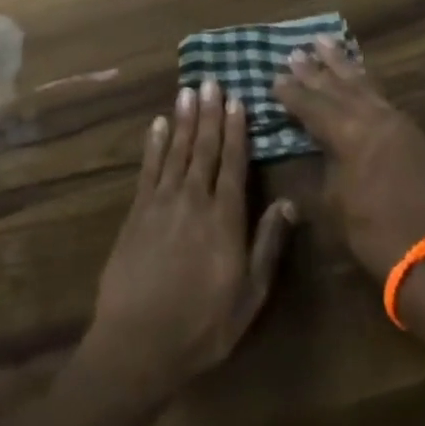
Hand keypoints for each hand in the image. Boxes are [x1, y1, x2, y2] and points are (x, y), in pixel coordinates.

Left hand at [86, 80, 296, 403]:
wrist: (138, 344)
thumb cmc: (203, 325)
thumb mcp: (249, 295)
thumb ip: (267, 246)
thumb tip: (288, 203)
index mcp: (225, 218)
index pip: (233, 163)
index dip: (236, 130)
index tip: (237, 100)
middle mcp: (195, 200)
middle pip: (204, 148)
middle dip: (209, 113)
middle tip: (212, 81)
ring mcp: (162, 204)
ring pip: (176, 151)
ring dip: (183, 119)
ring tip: (188, 91)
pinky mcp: (136, 213)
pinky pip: (148, 170)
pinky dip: (154, 145)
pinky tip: (157, 125)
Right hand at [273, 37, 424, 279]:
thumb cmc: (370, 232)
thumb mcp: (332, 201)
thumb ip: (322, 164)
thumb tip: (314, 145)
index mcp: (349, 134)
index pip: (313, 105)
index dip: (292, 92)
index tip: (275, 77)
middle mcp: (373, 118)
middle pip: (338, 87)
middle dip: (315, 70)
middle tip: (295, 51)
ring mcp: (396, 121)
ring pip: (363, 84)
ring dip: (342, 64)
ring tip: (325, 42)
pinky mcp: (411, 132)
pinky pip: (382, 95)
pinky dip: (365, 81)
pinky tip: (359, 75)